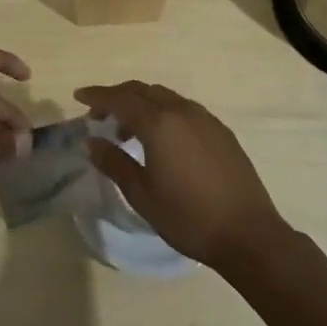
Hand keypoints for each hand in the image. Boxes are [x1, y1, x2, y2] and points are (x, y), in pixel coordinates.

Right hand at [75, 81, 291, 272]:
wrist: (248, 235)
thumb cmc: (188, 218)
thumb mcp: (142, 194)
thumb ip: (114, 163)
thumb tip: (92, 141)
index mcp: (159, 124)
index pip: (120, 99)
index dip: (97, 96)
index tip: (79, 97)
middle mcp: (182, 112)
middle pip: (143, 91)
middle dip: (118, 97)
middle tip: (99, 116)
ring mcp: (206, 119)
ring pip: (165, 97)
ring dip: (142, 105)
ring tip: (128, 133)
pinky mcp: (221, 132)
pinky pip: (184, 109)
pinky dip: (164, 114)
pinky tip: (162, 141)